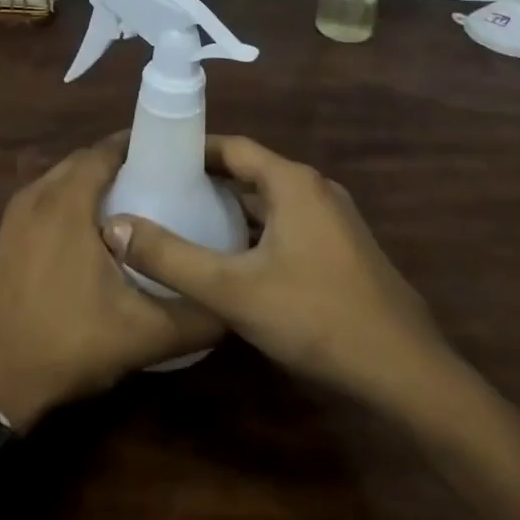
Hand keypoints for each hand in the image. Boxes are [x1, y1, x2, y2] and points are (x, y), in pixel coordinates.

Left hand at [0, 135, 222, 428]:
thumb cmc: (65, 343)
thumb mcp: (142, 335)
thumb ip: (195, 317)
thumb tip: (233, 306)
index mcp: (65, 201)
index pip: (106, 150)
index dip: (141, 146)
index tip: (176, 157)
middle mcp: (36, 196)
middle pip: (85, 161)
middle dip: (122, 164)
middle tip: (164, 183)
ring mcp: (14, 216)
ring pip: (62, 181)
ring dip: (95, 184)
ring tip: (137, 207)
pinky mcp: (4, 238)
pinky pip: (45, 201)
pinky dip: (72, 203)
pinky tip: (95, 237)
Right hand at [102, 135, 444, 402]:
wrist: (405, 372)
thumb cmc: (316, 317)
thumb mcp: (233, 290)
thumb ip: (171, 258)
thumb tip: (113, 228)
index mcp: (292, 182)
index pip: (232, 147)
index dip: (191, 150)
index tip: (153, 159)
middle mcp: (315, 189)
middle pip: (251, 172)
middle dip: (206, 180)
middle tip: (160, 193)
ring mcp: (334, 219)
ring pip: (270, 202)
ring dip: (231, 209)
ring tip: (185, 223)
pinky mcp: (342, 249)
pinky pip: (288, 224)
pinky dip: (256, 231)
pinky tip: (232, 260)